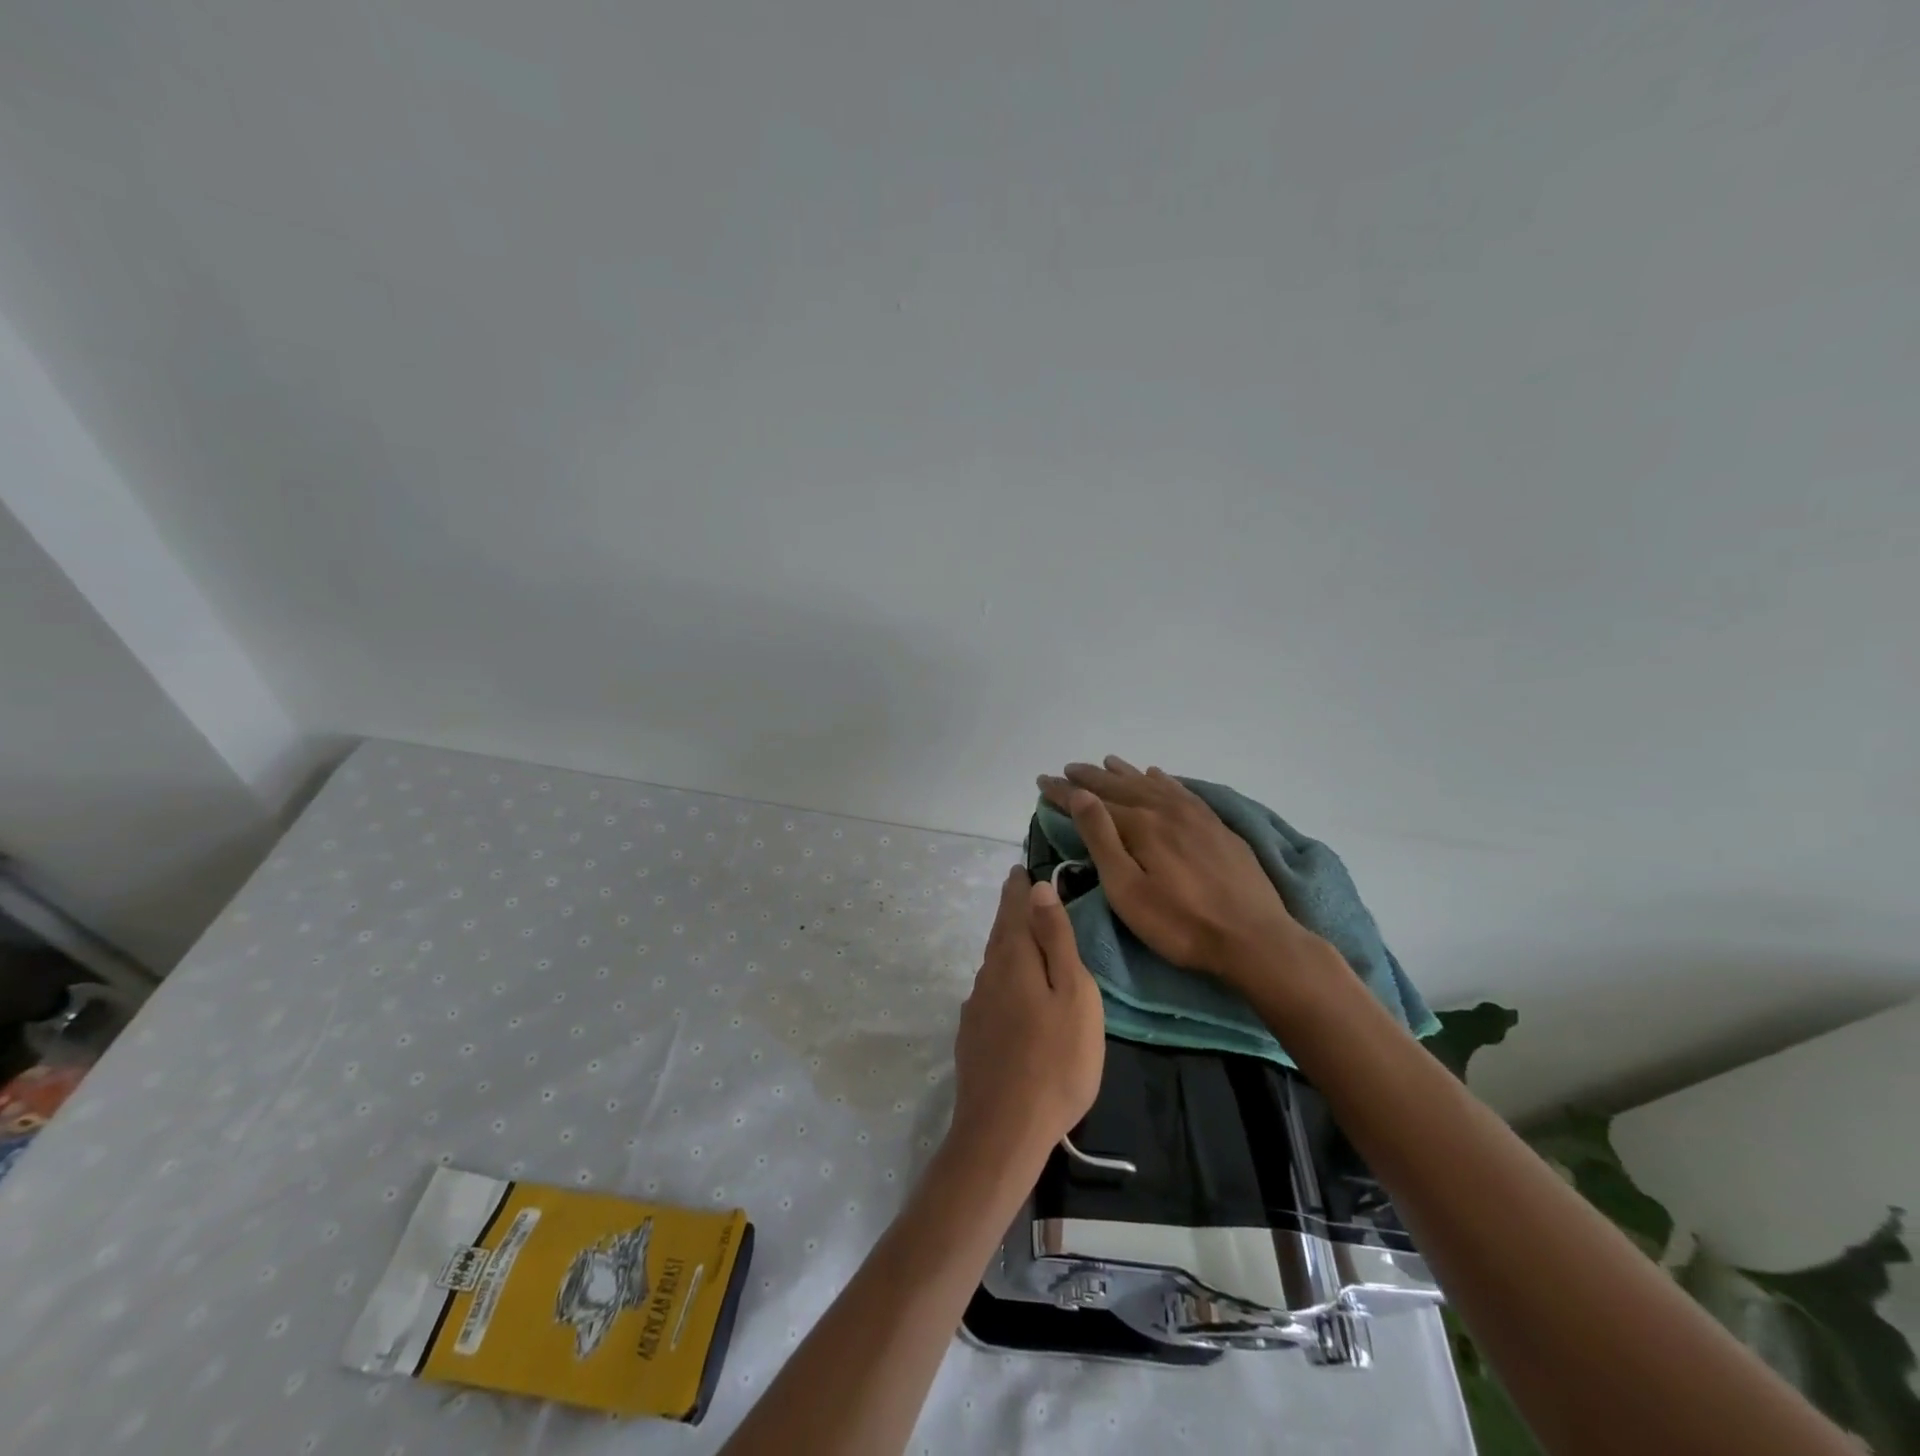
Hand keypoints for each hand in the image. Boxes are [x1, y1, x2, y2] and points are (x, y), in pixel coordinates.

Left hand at [949, 867, 1105, 1168]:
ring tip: (1022, 937)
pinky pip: (991, 992)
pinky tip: (1012, 992)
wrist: (1004, 1131)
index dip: (1019, 888)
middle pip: (1000, 934)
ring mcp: (976, 1008)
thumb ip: (1055, 939)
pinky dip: (1004, 978)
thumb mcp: (1073, 993)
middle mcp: (987, 975)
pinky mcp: (973, 1036)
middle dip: (1011, 912)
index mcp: (1013, 958)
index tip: (1021, 870)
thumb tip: (1039, 888)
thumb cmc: (1056, 1060)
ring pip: (994, 964)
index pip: (1013, 909)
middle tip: (1020, 894)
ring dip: (1008, 945)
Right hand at [1038, 756, 1332, 999]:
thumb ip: (1102, 839)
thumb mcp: (1127, 889)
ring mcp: (1195, 816)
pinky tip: (1157, 776)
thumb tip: (1081, 795)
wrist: (1254, 938)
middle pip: (1121, 787)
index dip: (1064, 791)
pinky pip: (1181, 790)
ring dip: (1124, 774)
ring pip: (1151, 784)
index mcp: (1140, 825)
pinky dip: (1162, 780)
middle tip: (1068, 768)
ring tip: (1106, 764)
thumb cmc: (1180, 923)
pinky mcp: (1216, 826)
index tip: (1042, 780)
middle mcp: (1165, 810)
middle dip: (1090, 778)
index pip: (1092, 801)